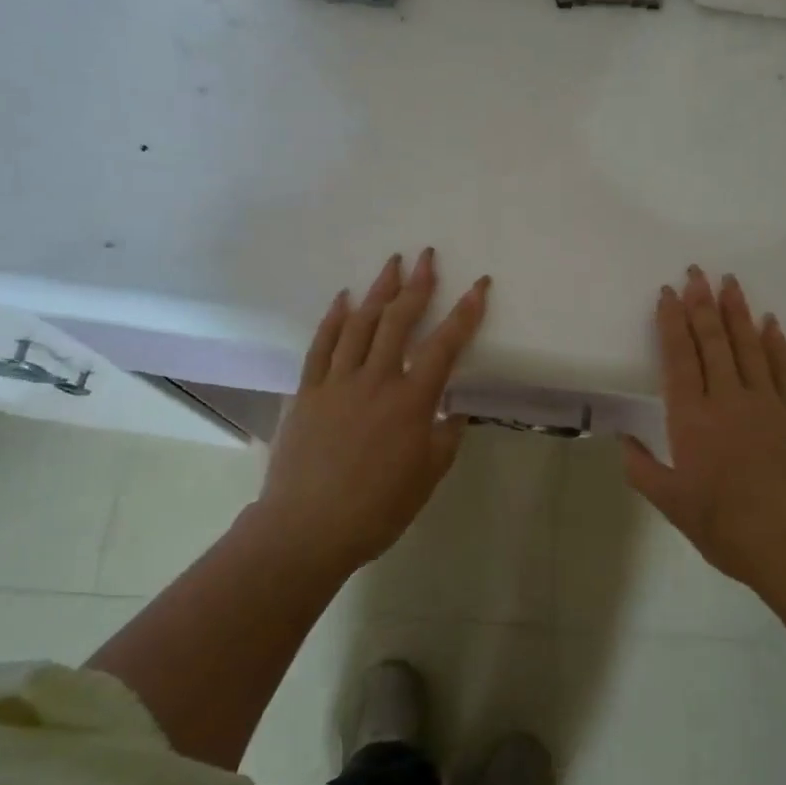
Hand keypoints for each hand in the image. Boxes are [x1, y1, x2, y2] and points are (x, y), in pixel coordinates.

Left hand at [258, 249, 490, 571]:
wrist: (307, 528)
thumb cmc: (377, 510)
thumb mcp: (427, 478)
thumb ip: (445, 439)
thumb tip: (453, 412)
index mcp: (411, 402)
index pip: (444, 346)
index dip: (465, 313)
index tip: (478, 284)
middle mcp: (375, 381)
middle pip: (399, 321)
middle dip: (417, 285)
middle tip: (427, 256)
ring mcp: (337, 382)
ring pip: (360, 324)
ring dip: (378, 290)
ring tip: (391, 264)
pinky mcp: (307, 391)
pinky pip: (321, 346)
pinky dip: (333, 319)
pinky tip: (343, 299)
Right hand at [620, 267, 785, 589]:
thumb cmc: (725, 527)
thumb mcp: (671, 504)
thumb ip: (642, 468)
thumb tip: (622, 439)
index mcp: (692, 418)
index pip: (679, 357)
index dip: (672, 322)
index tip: (669, 293)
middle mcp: (727, 399)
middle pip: (713, 341)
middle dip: (702, 303)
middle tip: (696, 272)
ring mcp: (767, 403)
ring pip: (748, 346)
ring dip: (737, 312)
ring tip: (729, 282)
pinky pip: (784, 369)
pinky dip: (775, 343)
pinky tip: (769, 322)